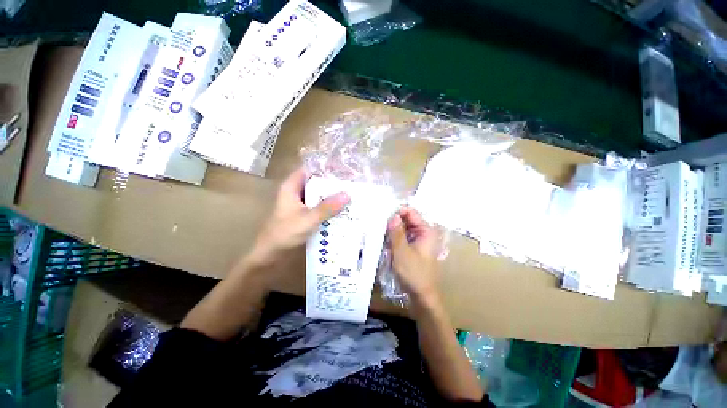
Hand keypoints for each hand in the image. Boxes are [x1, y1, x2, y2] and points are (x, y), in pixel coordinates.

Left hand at [249, 168, 348, 266]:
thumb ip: (327, 208)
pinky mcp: (304, 212)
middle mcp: (296, 191)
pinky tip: (342, 207)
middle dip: (333, 181)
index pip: (310, 168)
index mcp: (292, 186)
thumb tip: (347, 195)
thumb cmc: (284, 233)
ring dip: (332, 194)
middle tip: (352, 182)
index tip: (343, 168)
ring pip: (319, 193)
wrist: (271, 254)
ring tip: (351, 192)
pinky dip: (329, 205)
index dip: (325, 167)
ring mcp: (301, 202)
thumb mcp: (307, 219)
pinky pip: (319, 204)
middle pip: (316, 181)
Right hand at [387, 207, 440, 303]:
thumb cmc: (413, 273)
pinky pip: (403, 236)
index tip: (383, 215)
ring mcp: (418, 240)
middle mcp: (423, 232)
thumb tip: (392, 215)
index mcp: (425, 231)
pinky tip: (384, 240)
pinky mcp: (413, 247)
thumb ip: (396, 232)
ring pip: (403, 228)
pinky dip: (394, 237)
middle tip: (378, 223)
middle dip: (393, 221)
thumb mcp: (402, 252)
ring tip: (379, 231)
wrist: (421, 295)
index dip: (397, 211)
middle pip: (407, 219)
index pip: (411, 213)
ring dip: (392, 229)